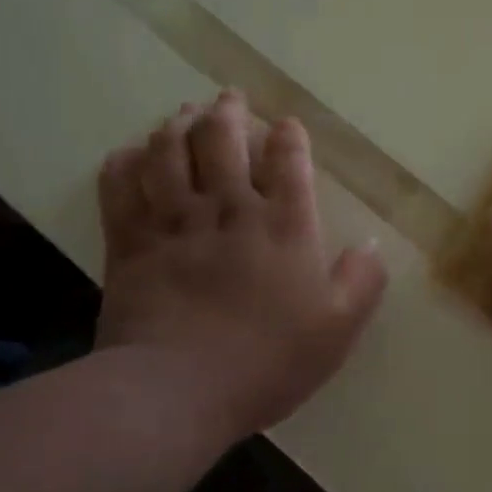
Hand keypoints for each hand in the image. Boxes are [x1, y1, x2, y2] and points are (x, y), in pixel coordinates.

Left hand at [95, 90, 386, 441]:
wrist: (176, 392)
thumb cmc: (266, 362)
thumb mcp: (337, 330)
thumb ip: (362, 282)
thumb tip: (371, 245)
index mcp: (284, 226)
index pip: (288, 160)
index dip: (287, 136)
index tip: (285, 125)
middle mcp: (228, 209)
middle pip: (222, 139)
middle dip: (226, 111)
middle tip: (226, 98)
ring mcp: (174, 222)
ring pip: (169, 152)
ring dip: (176, 125)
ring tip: (182, 114)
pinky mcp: (129, 242)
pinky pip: (120, 187)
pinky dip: (124, 163)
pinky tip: (130, 154)